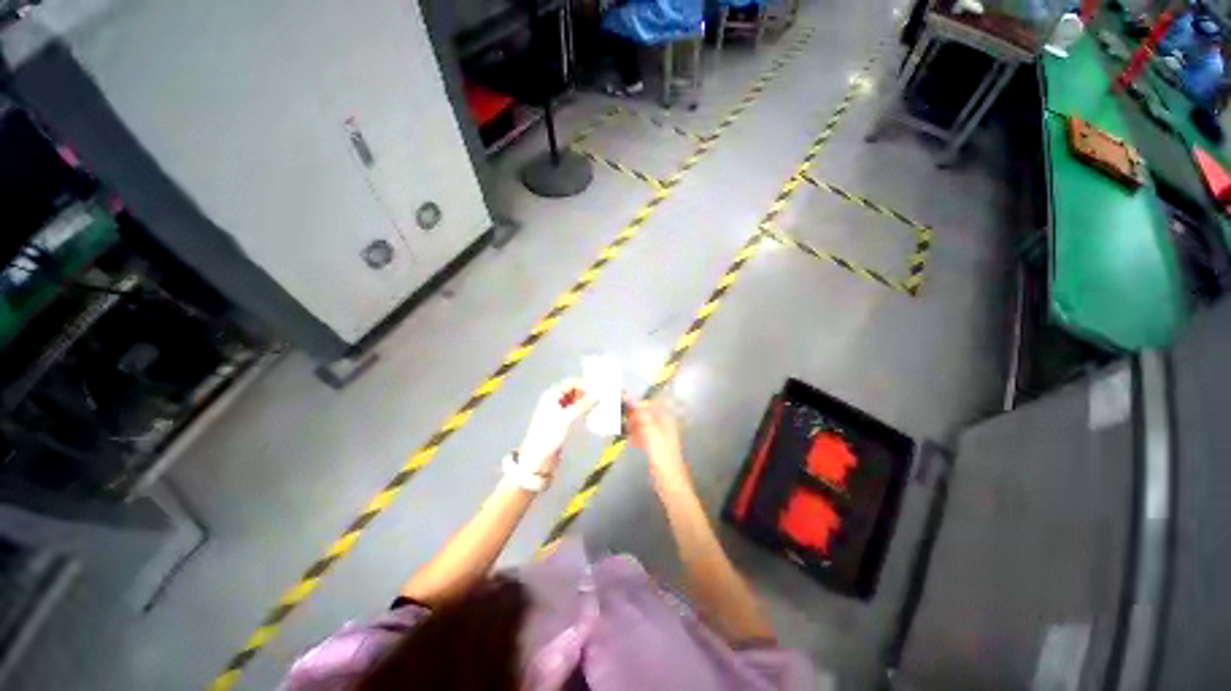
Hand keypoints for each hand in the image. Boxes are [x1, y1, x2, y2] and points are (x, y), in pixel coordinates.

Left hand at [517, 379, 595, 475]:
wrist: (537, 459)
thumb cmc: (549, 435)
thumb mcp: (567, 419)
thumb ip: (584, 405)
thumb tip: (600, 394)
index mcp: (552, 395)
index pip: (571, 383)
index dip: (585, 385)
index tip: (600, 390)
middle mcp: (554, 400)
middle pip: (573, 391)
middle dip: (587, 394)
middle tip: (602, 399)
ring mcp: (557, 412)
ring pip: (575, 402)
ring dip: (586, 403)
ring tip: (600, 407)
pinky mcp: (561, 422)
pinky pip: (574, 412)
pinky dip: (583, 412)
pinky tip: (592, 416)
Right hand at [625, 400, 689, 488]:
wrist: (669, 478)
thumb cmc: (661, 453)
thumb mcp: (650, 431)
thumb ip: (641, 415)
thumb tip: (632, 400)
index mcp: (665, 419)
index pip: (651, 405)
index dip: (638, 405)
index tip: (625, 407)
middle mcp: (664, 425)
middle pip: (647, 416)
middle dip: (634, 417)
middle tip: (622, 420)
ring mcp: (660, 436)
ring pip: (644, 426)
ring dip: (634, 427)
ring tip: (624, 430)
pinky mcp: (655, 447)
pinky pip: (644, 437)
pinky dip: (637, 437)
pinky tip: (629, 441)